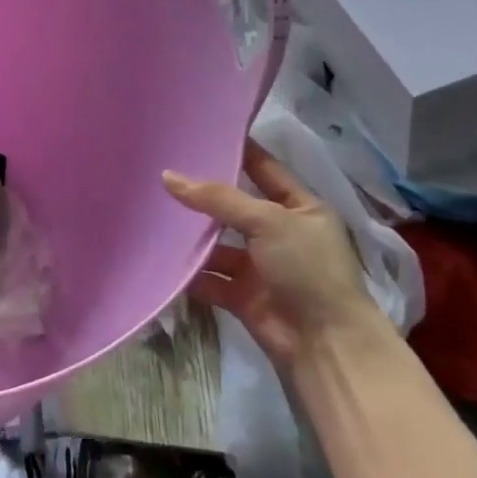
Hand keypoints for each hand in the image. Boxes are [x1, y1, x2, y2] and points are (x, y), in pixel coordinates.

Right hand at [162, 140, 386, 370]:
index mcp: (300, 208)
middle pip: (233, 207)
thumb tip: (167, 176)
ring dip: (191, 236)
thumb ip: (218, 198)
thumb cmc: (308, 269)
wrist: (326, 345)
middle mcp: (280, 234)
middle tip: (159, 170)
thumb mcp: (267, 222)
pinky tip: (158, 256)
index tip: (198, 132)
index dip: (236, 151)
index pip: (264, 168)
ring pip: (217, 244)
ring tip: (150, 212)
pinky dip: (188, 272)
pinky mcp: (243, 296)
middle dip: (201, 194)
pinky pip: (209, 278)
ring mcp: (261, 266)